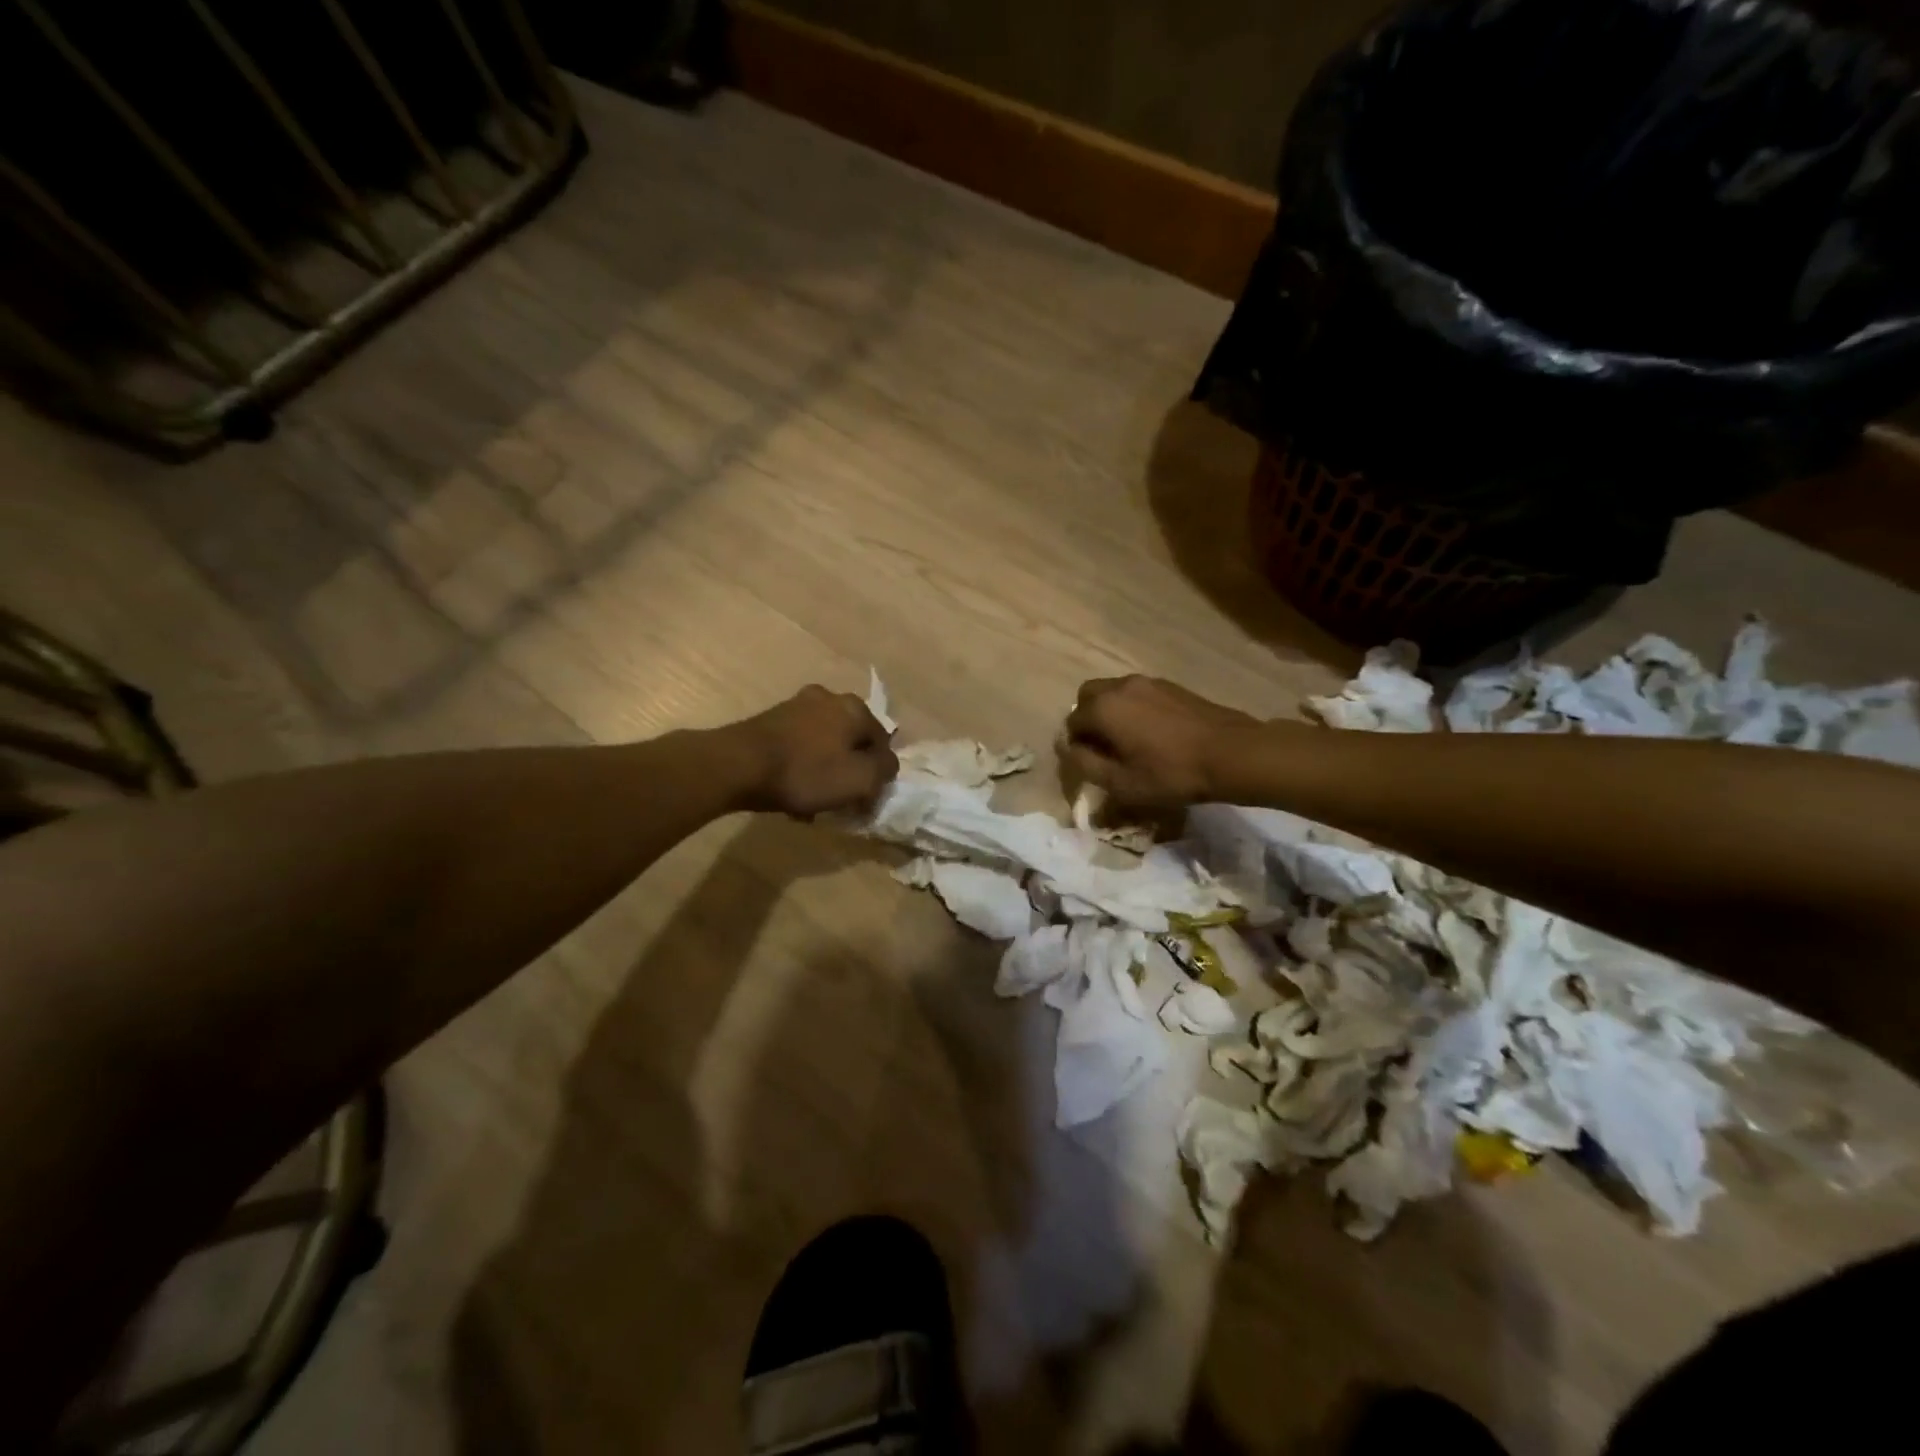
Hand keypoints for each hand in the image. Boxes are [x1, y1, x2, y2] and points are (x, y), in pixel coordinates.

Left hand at [724, 685, 897, 818]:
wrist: (738, 765)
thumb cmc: (806, 772)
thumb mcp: (859, 779)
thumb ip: (884, 771)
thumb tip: (887, 765)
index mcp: (855, 708)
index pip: (882, 744)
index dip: (878, 775)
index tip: (865, 800)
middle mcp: (829, 698)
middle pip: (851, 742)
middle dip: (849, 771)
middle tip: (840, 800)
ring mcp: (797, 705)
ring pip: (824, 745)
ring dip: (824, 772)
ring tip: (812, 803)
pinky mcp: (771, 719)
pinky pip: (799, 746)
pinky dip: (801, 767)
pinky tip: (790, 793)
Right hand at [1062, 676, 1262, 811]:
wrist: (1231, 753)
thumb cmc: (1171, 773)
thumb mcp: (1121, 783)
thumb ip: (1085, 764)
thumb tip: (1067, 748)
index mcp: (1103, 708)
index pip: (1071, 724)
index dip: (1075, 747)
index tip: (1091, 768)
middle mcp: (1120, 686)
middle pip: (1087, 697)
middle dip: (1087, 721)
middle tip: (1103, 750)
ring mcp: (1148, 682)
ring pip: (1113, 693)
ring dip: (1111, 714)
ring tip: (1129, 743)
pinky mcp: (1171, 686)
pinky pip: (1137, 694)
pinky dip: (1132, 709)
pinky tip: (1152, 735)